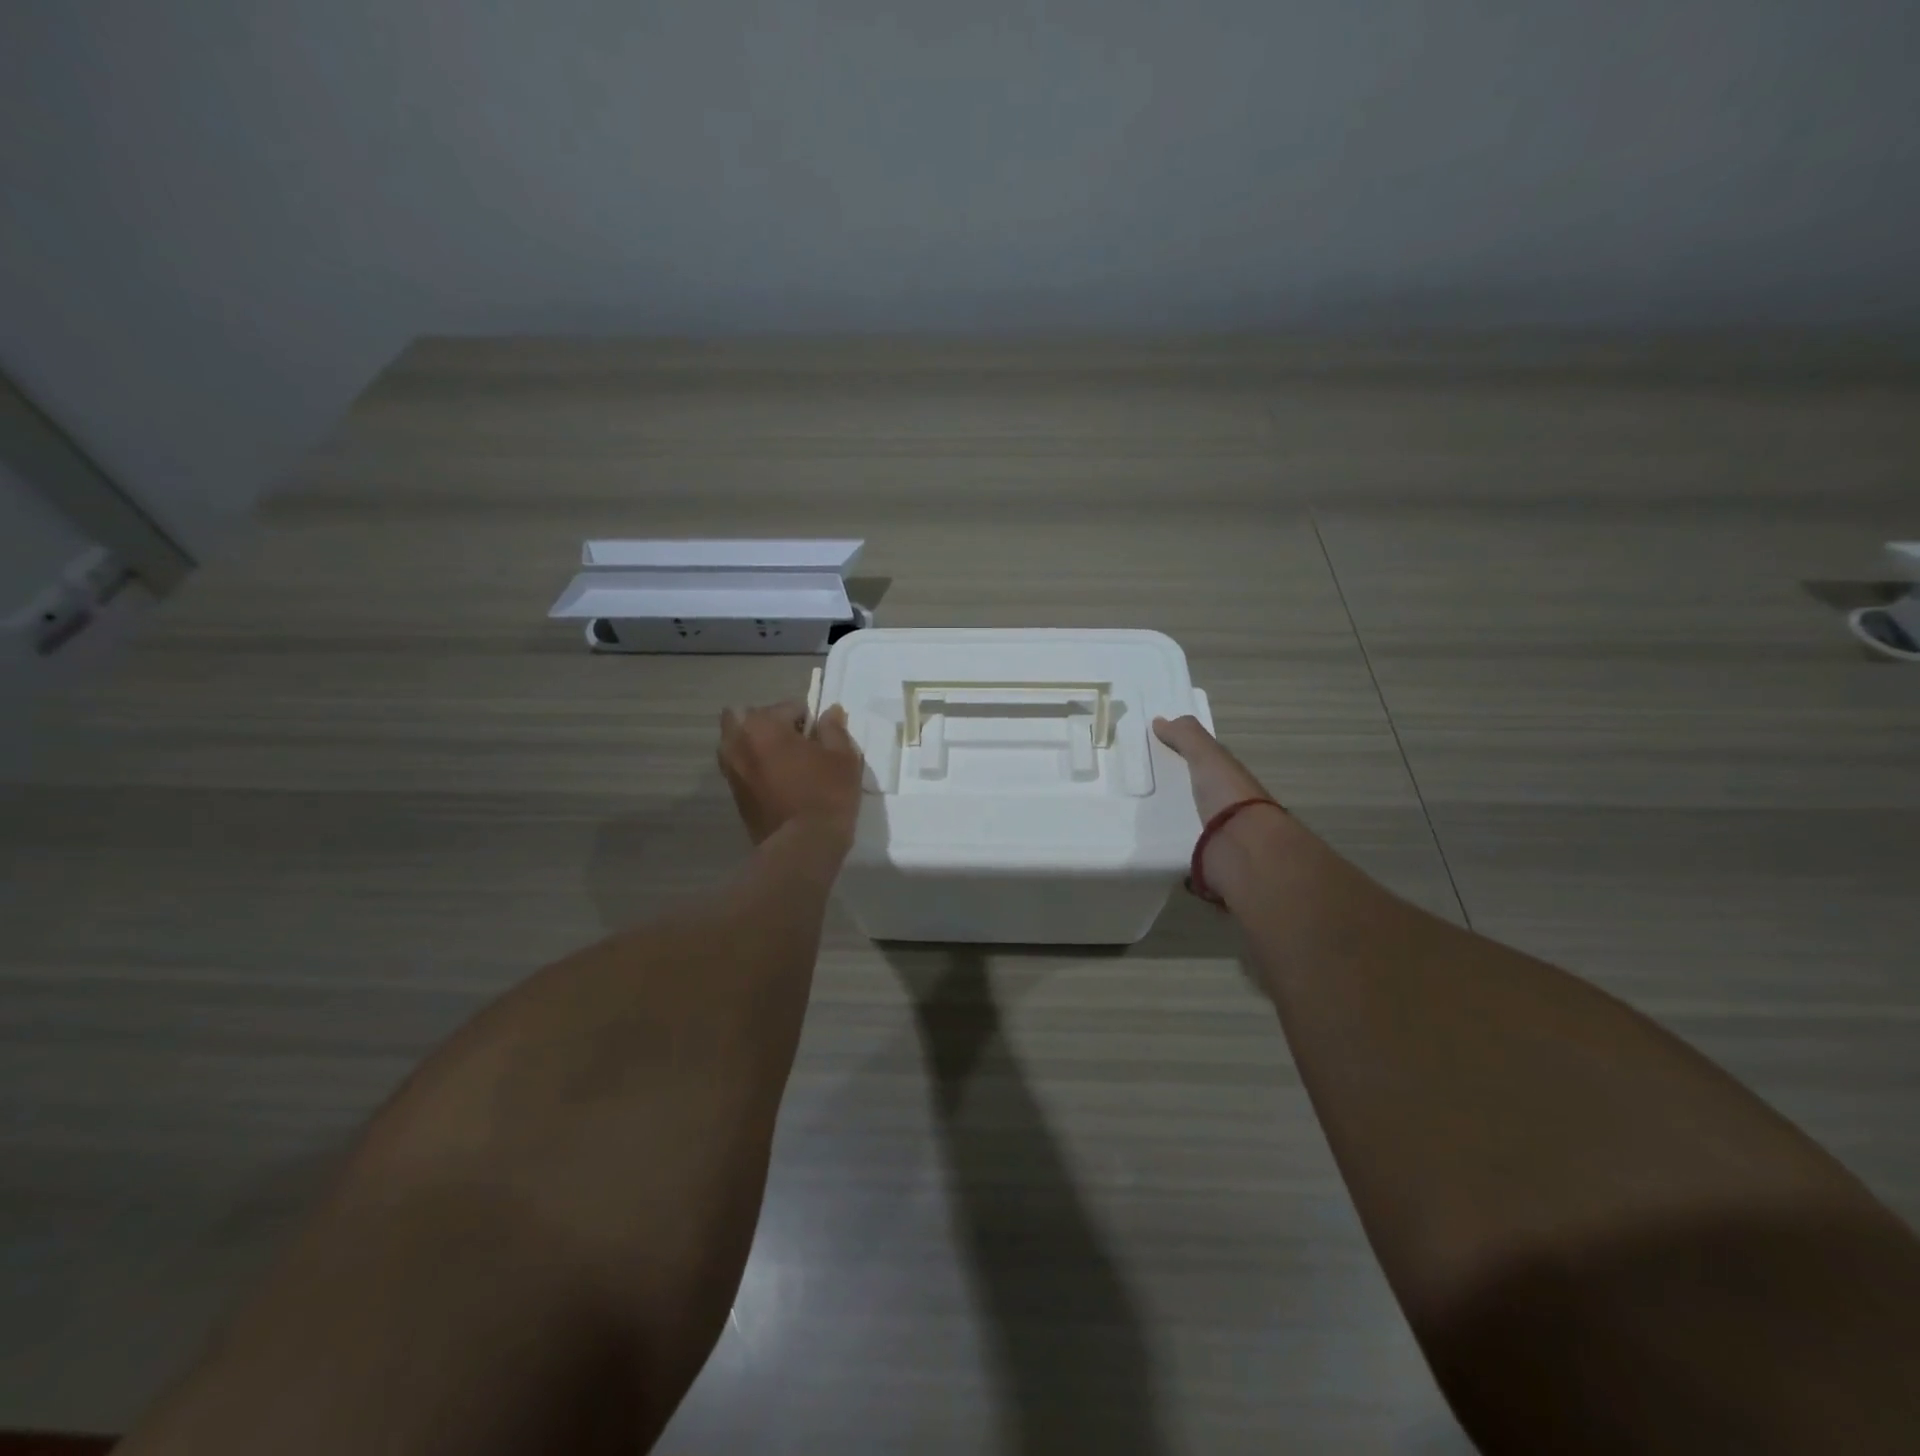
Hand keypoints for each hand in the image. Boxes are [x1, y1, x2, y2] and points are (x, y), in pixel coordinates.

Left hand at [719, 701, 863, 848]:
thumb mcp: (842, 756)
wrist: (803, 846)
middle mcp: (737, 743)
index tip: (822, 738)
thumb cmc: (826, 793)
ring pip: (737, 743)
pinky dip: (754, 767)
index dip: (808, 719)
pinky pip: (740, 768)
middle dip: (768, 723)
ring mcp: (730, 770)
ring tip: (785, 762)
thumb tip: (830, 712)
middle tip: (795, 742)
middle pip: (745, 717)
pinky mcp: (734, 795)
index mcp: (762, 725)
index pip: (787, 706)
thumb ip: (834, 729)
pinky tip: (779, 782)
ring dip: (756, 744)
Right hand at [1154, 714, 1289, 905]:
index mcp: (1230, 784)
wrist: (1243, 850)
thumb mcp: (1208, 757)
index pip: (1207, 770)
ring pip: (1189, 829)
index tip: (1156, 762)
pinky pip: (1182, 855)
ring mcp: (1218, 841)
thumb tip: (1160, 720)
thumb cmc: (1228, 796)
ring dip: (1171, 827)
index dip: (1187, 763)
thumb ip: (1188, 737)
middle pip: (1196, 800)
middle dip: (1175, 798)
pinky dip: (1169, 853)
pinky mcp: (1205, 866)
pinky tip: (1147, 849)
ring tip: (1135, 823)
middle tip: (1138, 795)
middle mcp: (1227, 811)